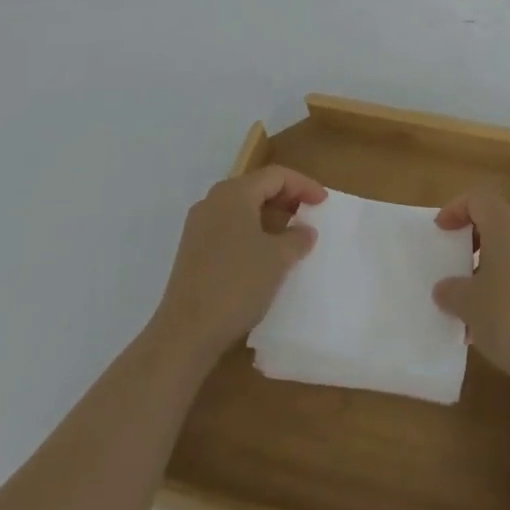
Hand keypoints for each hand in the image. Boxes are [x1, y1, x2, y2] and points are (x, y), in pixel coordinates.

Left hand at [149, 167, 326, 364]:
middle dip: (286, 199)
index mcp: (234, 193)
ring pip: (242, 209)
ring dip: (269, 217)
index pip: (276, 176)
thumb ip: (298, 237)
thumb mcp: (278, 258)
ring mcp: (199, 226)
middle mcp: (213, 201)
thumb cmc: (237, 284)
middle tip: (309, 215)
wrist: (186, 334)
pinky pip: (229, 228)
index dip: (304, 185)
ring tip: (291, 236)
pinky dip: (252, 232)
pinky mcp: (192, 250)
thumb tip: (305, 230)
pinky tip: (265, 255)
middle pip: (257, 188)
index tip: (324, 202)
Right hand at [432, 189, 509, 390]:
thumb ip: (451, 290)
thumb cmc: (509, 317)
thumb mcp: (468, 304)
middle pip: (495, 221)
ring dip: (487, 266)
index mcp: (506, 224)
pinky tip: (492, 321)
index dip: (455, 210)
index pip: (477, 200)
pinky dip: (505, 283)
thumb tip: (445, 288)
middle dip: (471, 240)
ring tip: (467, 301)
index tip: (440, 232)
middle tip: (452, 264)